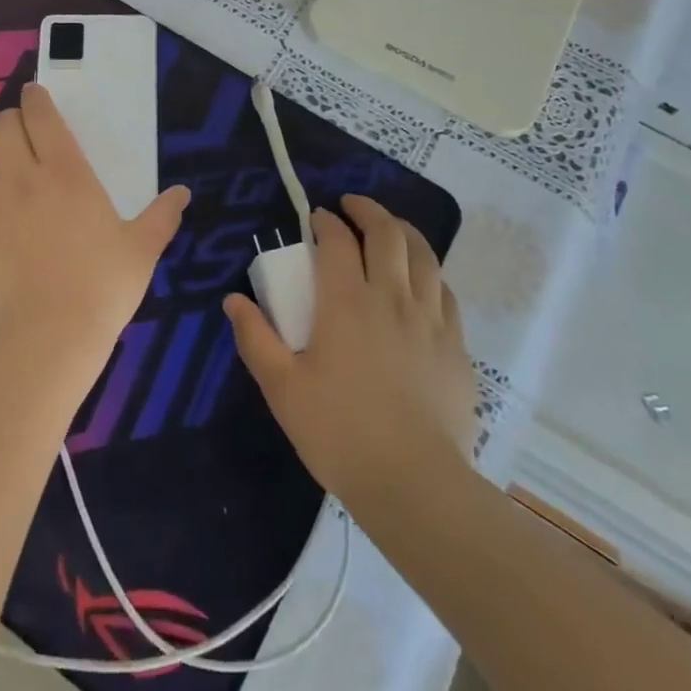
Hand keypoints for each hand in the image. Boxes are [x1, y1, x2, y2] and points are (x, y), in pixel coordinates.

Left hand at [0, 83, 189, 368]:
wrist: (49, 339)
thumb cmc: (102, 288)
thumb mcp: (142, 249)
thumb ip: (162, 216)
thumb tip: (182, 193)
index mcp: (65, 172)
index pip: (40, 115)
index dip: (35, 99)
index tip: (35, 97)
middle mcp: (19, 179)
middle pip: (0, 126)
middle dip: (10, 123)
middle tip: (21, 137)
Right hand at [225, 196, 477, 504]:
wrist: (414, 483)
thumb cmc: (339, 433)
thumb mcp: (282, 388)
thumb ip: (255, 338)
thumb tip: (233, 299)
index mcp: (347, 302)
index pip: (337, 241)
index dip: (325, 222)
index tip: (315, 218)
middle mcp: (392, 297)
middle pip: (387, 233)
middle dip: (368, 210)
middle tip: (351, 206)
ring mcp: (430, 319)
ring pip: (423, 255)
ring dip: (404, 231)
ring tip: (389, 229)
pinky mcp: (456, 345)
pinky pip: (445, 291)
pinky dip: (429, 273)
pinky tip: (421, 282)